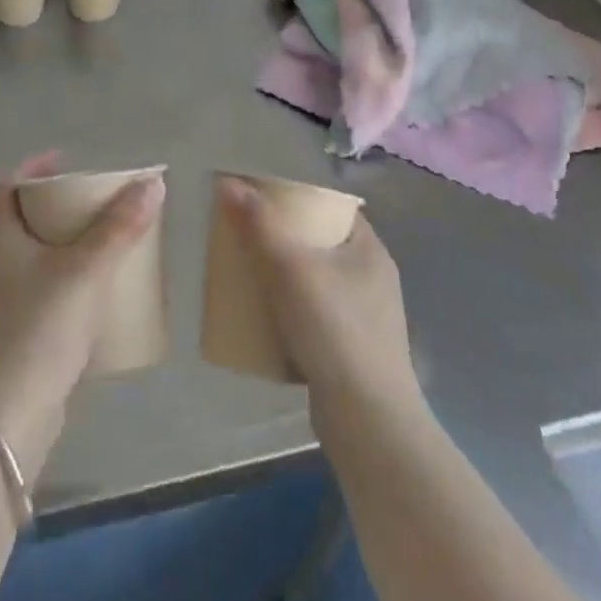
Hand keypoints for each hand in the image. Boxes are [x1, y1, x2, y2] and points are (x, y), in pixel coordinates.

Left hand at [0, 153, 163, 479]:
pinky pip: (49, 289)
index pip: (7, 188)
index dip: (33, 168)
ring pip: (40, 256)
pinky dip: (72, 278)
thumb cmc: (43, 326)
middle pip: (26, 220)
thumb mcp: (86, 269)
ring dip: (69, 243)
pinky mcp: (24, 332)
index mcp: (3, 242)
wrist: (15, 409)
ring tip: (107, 241)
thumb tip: (152, 184)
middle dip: (61, 206)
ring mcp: (9, 302)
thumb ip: (119, 227)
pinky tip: (101, 290)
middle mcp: (0, 266)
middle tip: (98, 202)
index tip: (67, 162)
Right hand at [218, 179, 419, 412]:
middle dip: (283, 238)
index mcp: (369, 250)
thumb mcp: (290, 269)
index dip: (296, 198)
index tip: (260, 200)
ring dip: (285, 276)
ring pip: (317, 281)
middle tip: (245, 236)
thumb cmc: (334, 330)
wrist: (366, 419)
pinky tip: (265, 317)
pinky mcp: (352, 349)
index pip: (332, 207)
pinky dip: (291, 310)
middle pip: (321, 243)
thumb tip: (228, 182)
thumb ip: (259, 225)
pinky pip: (316, 315)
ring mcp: (366, 317)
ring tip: (248, 274)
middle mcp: (373, 278)